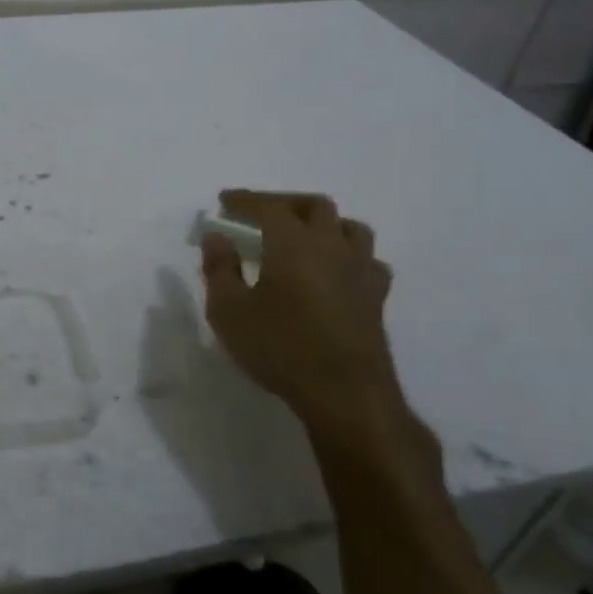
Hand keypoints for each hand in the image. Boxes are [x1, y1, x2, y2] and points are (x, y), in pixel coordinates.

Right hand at [199, 190, 437, 478]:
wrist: (344, 393)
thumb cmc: (279, 348)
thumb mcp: (228, 311)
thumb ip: (219, 269)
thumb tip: (215, 237)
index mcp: (293, 243)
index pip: (268, 206)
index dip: (245, 200)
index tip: (225, 201)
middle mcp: (331, 246)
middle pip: (314, 206)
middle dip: (283, 203)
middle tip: (259, 214)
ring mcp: (360, 270)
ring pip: (349, 227)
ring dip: (323, 223)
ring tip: (302, 235)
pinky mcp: (376, 297)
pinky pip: (368, 261)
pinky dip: (348, 254)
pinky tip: (336, 270)